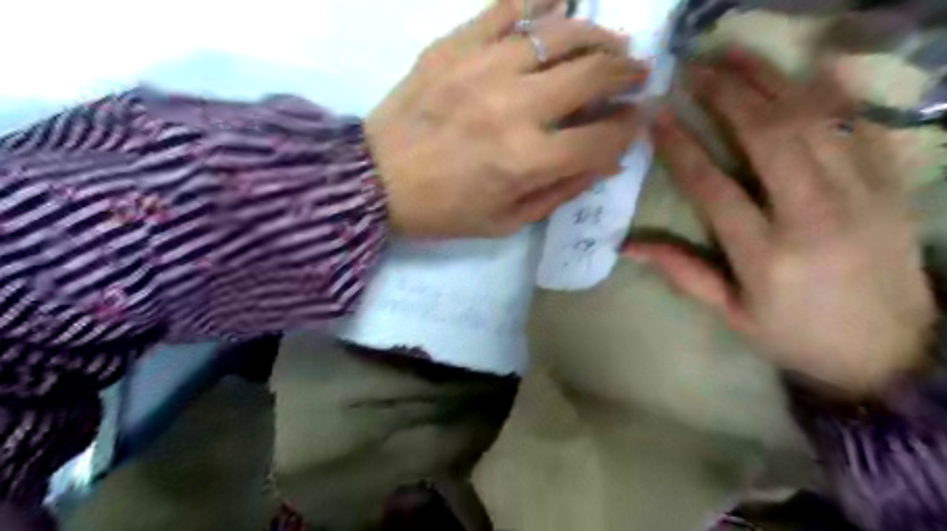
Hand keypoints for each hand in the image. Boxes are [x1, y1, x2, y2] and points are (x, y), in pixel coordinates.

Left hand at [364, 0, 644, 236]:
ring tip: (609, 42)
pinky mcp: (454, 46)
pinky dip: (540, 0)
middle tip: (637, 73)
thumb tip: (606, 162)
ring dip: (597, 35)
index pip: (603, 136)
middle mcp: (514, 107)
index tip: (638, 120)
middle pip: (594, 73)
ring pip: (561, 31)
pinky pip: (507, 8)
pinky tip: (560, 2)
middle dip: (628, 71)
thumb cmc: (443, 210)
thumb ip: (561, 191)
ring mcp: (483, 68)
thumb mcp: (506, 221)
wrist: (374, 180)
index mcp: (526, 160)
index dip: (631, 127)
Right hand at [627, 50, 933, 396]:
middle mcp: (814, 216)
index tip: (656, 118)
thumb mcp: (732, 314)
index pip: (712, 188)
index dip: (680, 148)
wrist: (894, 353)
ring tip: (735, 55)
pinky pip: (862, 125)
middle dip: (726, 96)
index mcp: (766, 255)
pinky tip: (808, 65)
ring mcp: (861, 195)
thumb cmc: (798, 335)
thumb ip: (683, 273)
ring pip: (813, 120)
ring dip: (770, 81)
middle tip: (693, 69)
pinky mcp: (892, 186)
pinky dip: (835, 89)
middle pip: (767, 137)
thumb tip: (628, 246)